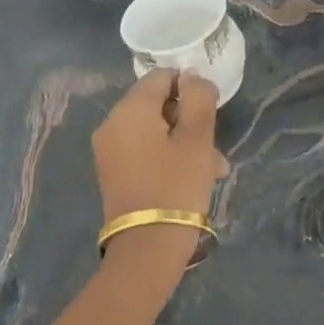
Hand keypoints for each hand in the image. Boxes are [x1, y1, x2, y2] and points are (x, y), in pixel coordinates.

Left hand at [93, 69, 227, 242]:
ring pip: (154, 130)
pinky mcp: (113, 172)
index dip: (190, 87)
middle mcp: (112, 123)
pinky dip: (167, 156)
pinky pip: (144, 150)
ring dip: (184, 142)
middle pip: (157, 104)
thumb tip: (192, 77)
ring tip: (212, 170)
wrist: (146, 248)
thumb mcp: (197, 138)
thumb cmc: (176, 186)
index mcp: (129, 109)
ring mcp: (109, 150)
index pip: (162, 76)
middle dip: (189, 120)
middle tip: (214, 148)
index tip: (211, 112)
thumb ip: (198, 98)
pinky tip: (192, 178)